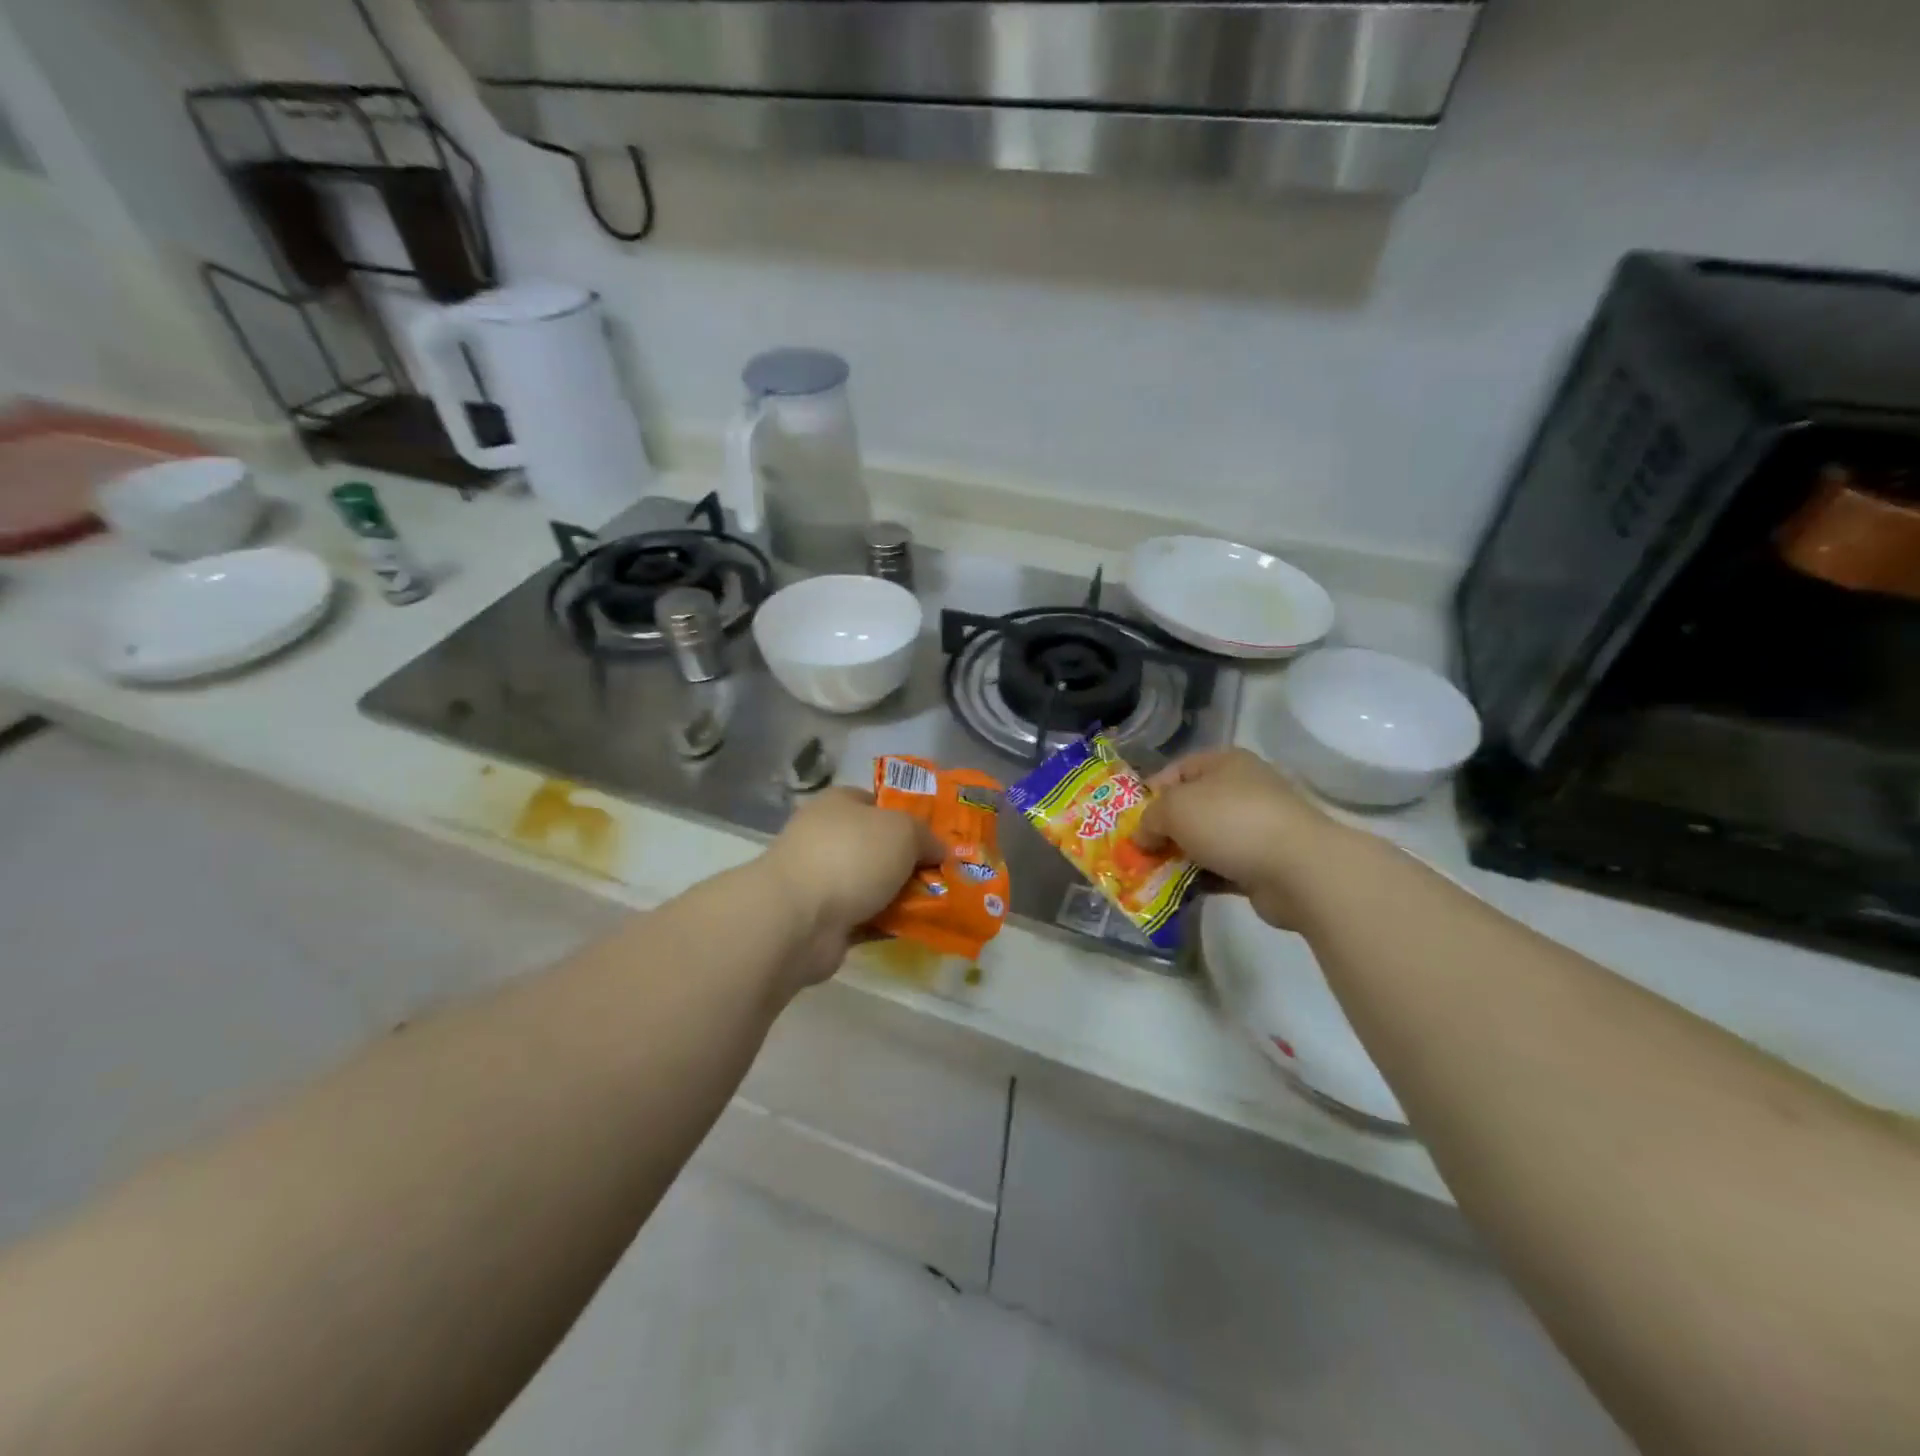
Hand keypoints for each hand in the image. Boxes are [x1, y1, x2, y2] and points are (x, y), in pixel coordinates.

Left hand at [760, 788, 941, 986]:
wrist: (798, 918)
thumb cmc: (851, 856)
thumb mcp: (903, 831)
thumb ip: (926, 836)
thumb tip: (939, 850)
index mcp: (839, 804)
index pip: (878, 802)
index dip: (909, 816)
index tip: (938, 837)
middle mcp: (827, 837)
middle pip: (879, 846)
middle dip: (911, 862)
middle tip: (947, 875)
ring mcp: (822, 880)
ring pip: (874, 885)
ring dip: (902, 896)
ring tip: (941, 905)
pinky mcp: (823, 920)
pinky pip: (867, 917)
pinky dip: (889, 923)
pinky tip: (917, 929)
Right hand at [1134, 748, 1342, 929]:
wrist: (1299, 868)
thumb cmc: (1231, 821)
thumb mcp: (1175, 809)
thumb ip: (1149, 819)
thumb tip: (1142, 837)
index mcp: (1225, 763)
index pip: (1177, 770)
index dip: (1149, 792)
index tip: (1129, 818)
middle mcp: (1241, 790)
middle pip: (1190, 807)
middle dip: (1162, 829)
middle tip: (1136, 850)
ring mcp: (1255, 828)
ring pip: (1204, 840)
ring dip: (1179, 857)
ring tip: (1150, 875)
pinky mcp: (1262, 863)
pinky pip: (1220, 868)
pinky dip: (1200, 878)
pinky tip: (1177, 891)